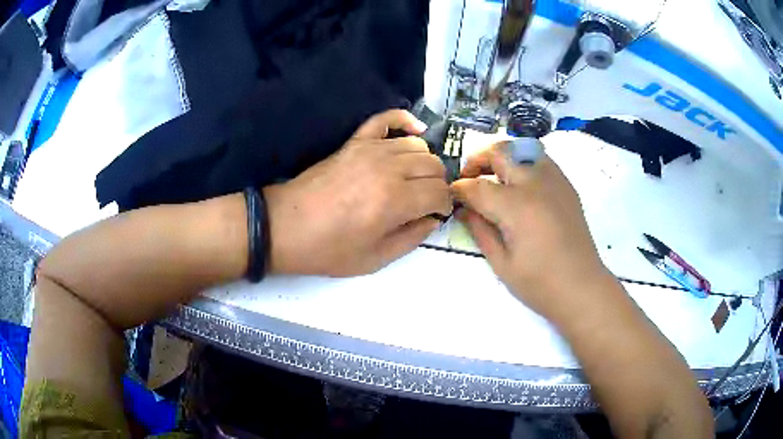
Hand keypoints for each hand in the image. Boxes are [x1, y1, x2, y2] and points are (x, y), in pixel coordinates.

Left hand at [264, 109, 452, 276]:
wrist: (285, 227)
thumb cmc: (329, 249)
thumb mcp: (375, 259)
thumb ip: (412, 239)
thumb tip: (432, 220)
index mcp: (396, 200)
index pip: (440, 192)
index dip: (445, 205)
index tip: (438, 214)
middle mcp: (389, 168)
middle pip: (433, 166)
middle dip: (438, 185)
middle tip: (428, 200)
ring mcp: (370, 150)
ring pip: (417, 145)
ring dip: (425, 162)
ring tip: (416, 178)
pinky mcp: (354, 142)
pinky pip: (385, 119)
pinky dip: (404, 120)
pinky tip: (415, 130)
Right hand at [451, 141, 611, 320]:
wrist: (582, 287)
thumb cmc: (539, 283)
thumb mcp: (501, 263)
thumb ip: (479, 230)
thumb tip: (463, 210)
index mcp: (516, 206)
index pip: (476, 187)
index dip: (458, 190)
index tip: (450, 196)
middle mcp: (535, 184)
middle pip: (499, 153)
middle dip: (477, 161)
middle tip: (469, 180)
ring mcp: (554, 180)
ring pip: (522, 149)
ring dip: (502, 157)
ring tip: (494, 177)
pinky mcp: (566, 185)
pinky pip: (540, 160)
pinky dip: (523, 164)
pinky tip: (521, 186)